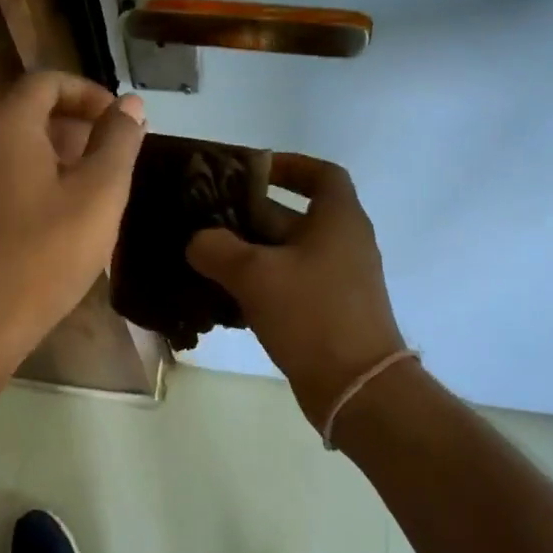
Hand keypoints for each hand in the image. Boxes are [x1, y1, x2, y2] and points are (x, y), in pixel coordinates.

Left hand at [0, 71, 145, 372]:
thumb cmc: (45, 252)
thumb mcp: (99, 193)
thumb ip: (118, 140)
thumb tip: (130, 104)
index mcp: (3, 122)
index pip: (48, 81)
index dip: (90, 94)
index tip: (120, 122)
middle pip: (27, 109)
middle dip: (74, 124)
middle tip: (112, 156)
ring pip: (11, 141)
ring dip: (54, 151)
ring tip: (91, 185)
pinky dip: (29, 173)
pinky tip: (56, 210)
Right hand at [187, 154, 404, 424]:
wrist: (355, 387)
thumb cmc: (311, 314)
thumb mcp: (255, 274)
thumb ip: (218, 249)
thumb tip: (197, 241)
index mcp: (338, 220)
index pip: (321, 174)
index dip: (288, 165)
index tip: (250, 169)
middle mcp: (342, 245)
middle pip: (292, 216)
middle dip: (247, 214)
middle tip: (203, 217)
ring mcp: (336, 282)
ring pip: (284, 255)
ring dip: (246, 254)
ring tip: (202, 256)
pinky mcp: (326, 314)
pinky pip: (286, 287)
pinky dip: (256, 286)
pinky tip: (219, 298)